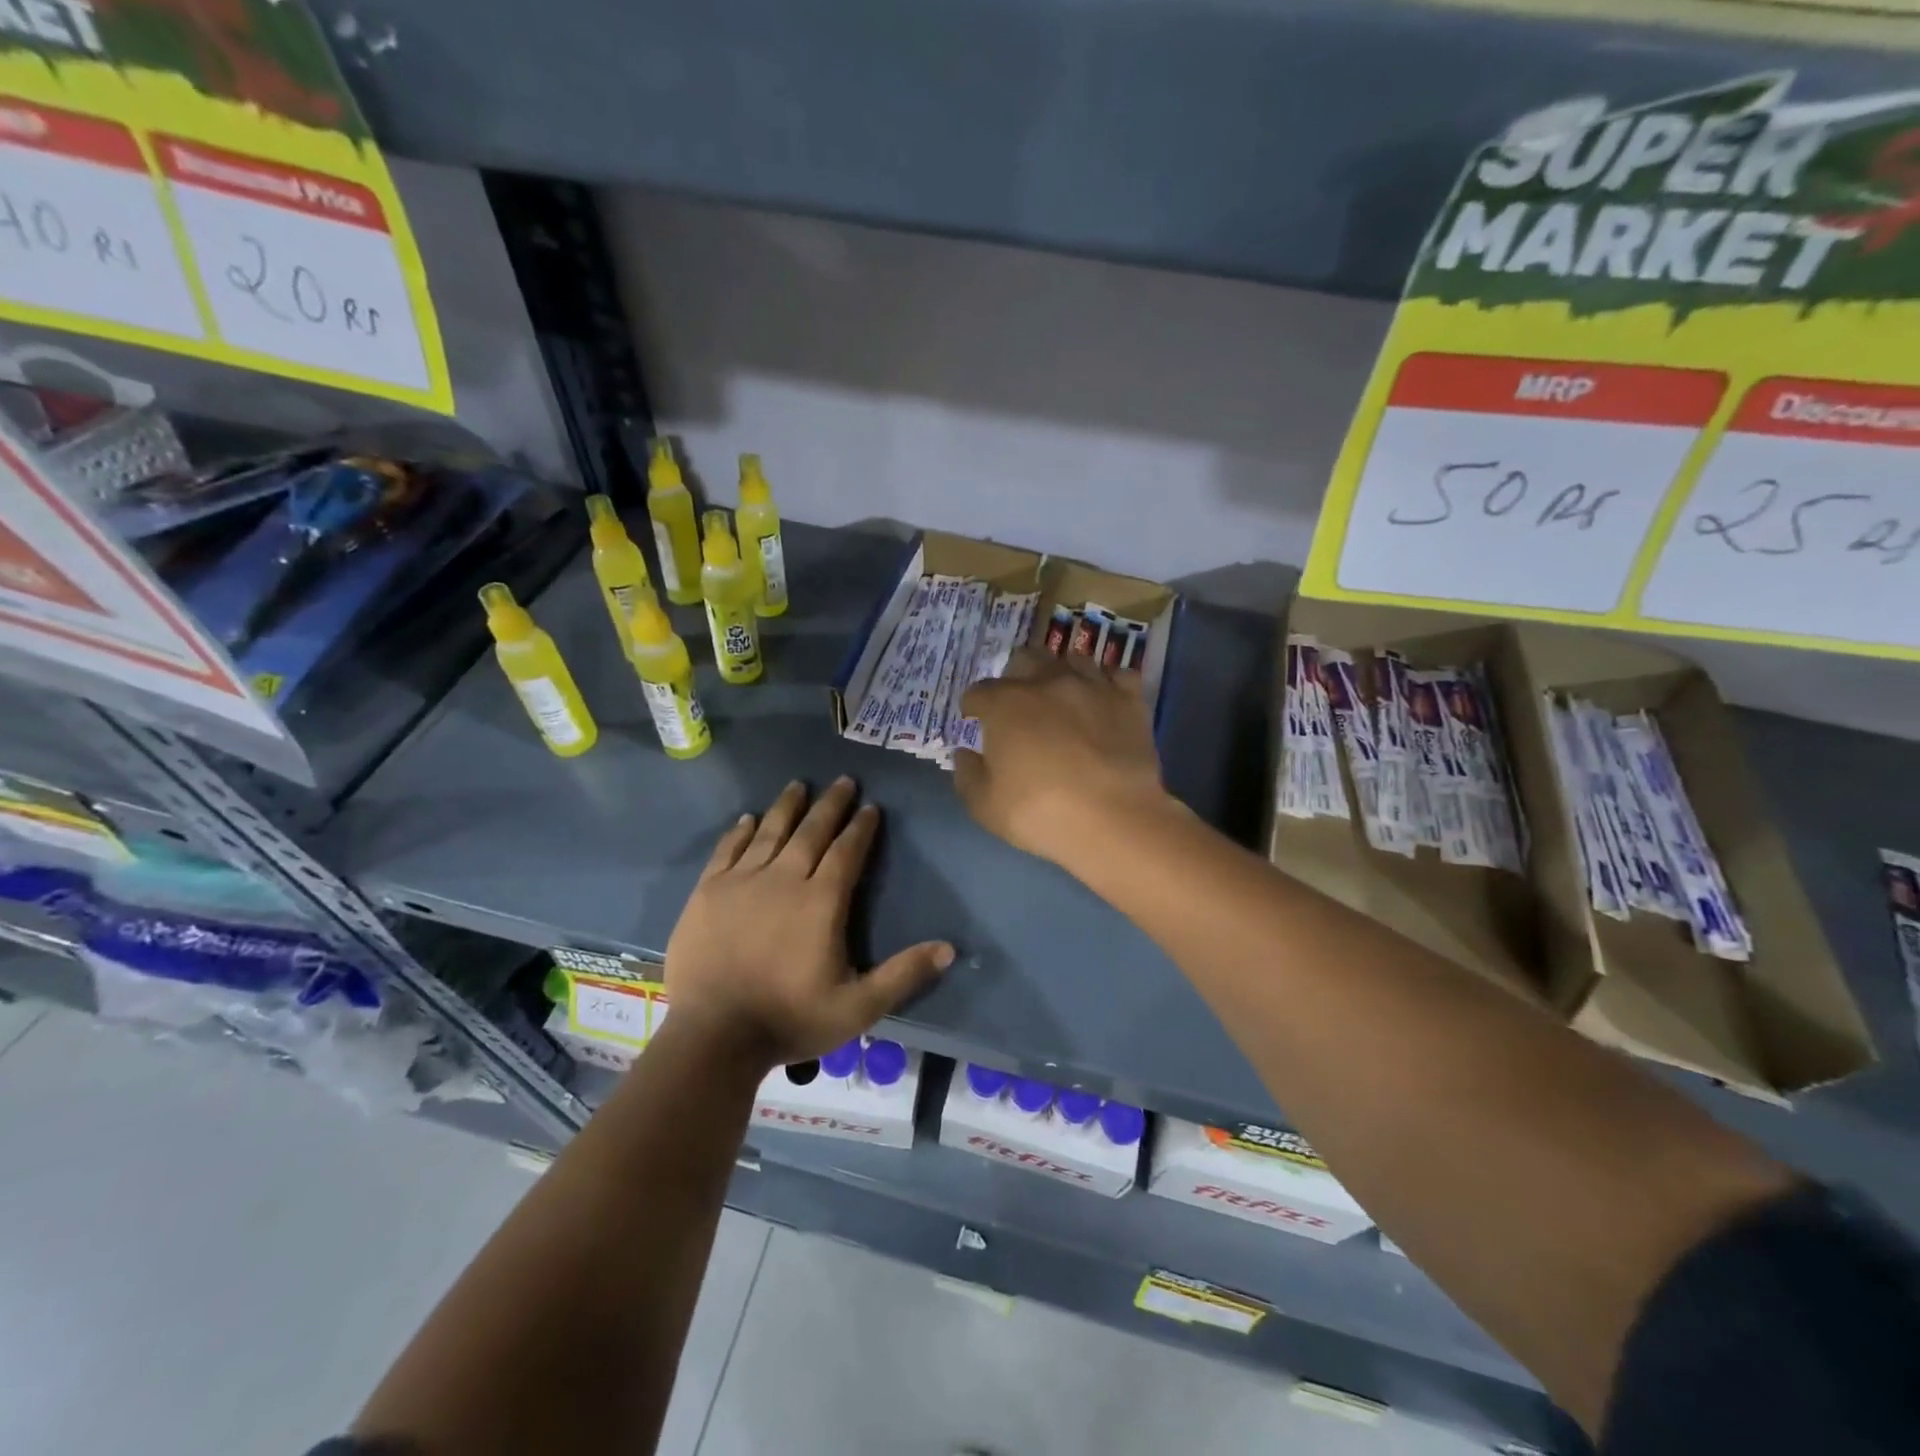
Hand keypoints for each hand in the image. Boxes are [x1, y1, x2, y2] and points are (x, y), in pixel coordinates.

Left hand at [664, 777, 954, 1066]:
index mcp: (821, 901)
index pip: (847, 852)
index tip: (871, 806)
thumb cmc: (789, 1020)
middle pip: (811, 831)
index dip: (861, 828)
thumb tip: (950, 949)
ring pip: (770, 832)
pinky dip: (740, 831)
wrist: (712, 1036)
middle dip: (830, 805)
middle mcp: (783, 879)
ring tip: (798, 784)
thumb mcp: (858, 1007)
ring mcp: (741, 882)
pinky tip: (748, 819)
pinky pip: (727, 850)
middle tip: (843, 781)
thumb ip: (903, 975)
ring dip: (787, 806)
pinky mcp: (708, 892)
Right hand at [954, 650, 1171, 871]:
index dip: (973, 707)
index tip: (975, 721)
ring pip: (1072, 659)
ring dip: (1060, 673)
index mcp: (1005, 705)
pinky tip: (1103, 698)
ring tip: (1061, 696)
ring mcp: (1092, 686)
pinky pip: (1118, 675)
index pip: (978, 692)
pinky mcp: (1129, 699)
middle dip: (1015, 676)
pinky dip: (1107, 682)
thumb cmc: (1040, 814)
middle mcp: (1047, 682)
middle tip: (1017, 703)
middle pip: (1024, 659)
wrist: (1114, 819)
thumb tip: (965, 753)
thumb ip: (968, 775)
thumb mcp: (985, 806)